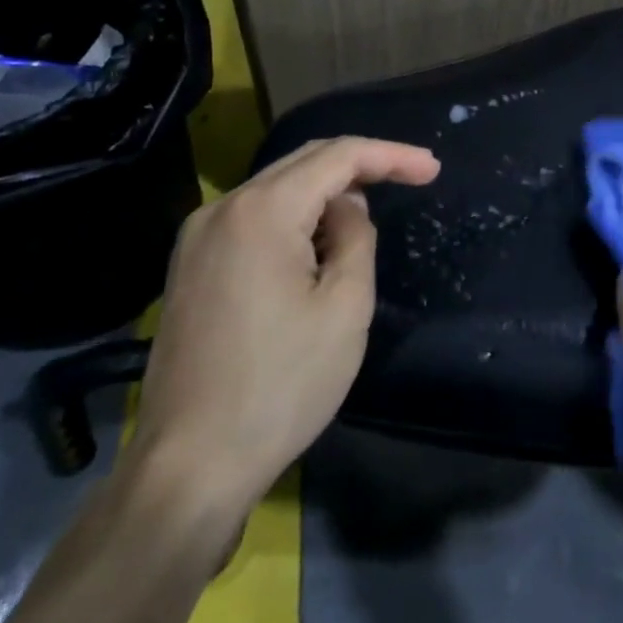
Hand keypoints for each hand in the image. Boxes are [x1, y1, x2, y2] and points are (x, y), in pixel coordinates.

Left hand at [126, 136, 440, 523]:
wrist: (190, 466)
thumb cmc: (282, 385)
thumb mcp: (345, 306)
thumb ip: (356, 238)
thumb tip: (346, 209)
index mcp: (261, 212)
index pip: (338, 157)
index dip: (391, 156)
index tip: (432, 170)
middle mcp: (222, 210)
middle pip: (304, 162)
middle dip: (361, 165)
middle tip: (412, 178)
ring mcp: (197, 238)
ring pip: (277, 188)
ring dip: (327, 192)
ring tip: (368, 216)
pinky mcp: (190, 267)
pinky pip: (254, 218)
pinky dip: (295, 216)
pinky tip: (319, 241)